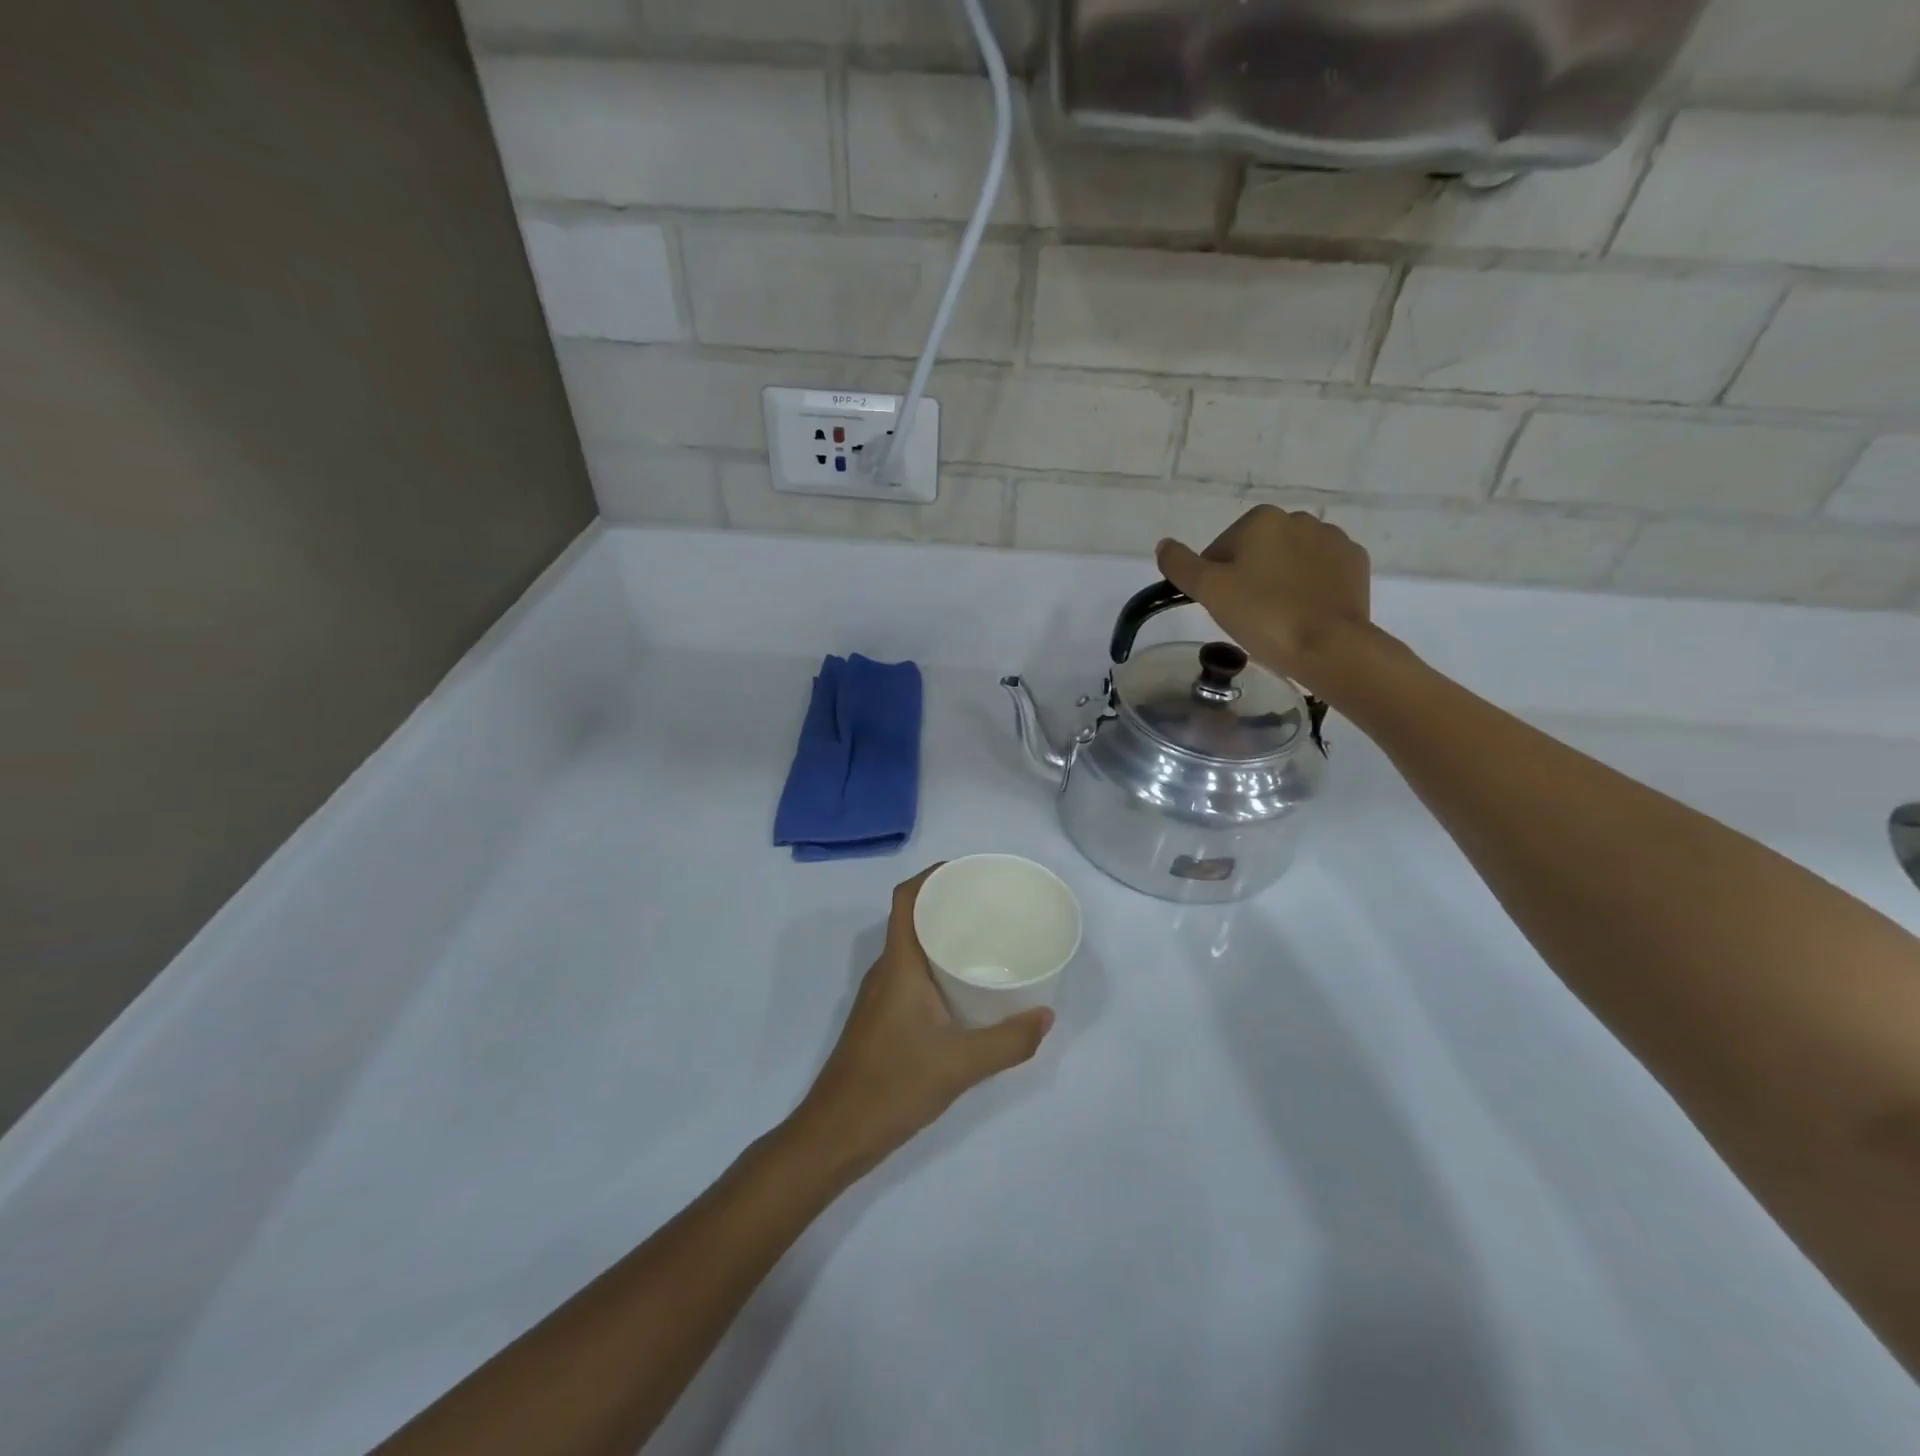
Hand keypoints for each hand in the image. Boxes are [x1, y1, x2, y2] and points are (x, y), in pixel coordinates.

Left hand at [789, 866, 1053, 1179]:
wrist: (835, 1134)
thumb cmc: (892, 1086)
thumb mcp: (960, 1064)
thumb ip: (1008, 1041)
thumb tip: (1047, 1016)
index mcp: (898, 965)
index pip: (906, 899)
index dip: (932, 875)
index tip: (969, 871)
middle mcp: (886, 971)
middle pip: (912, 918)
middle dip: (948, 903)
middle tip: (992, 904)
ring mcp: (881, 996)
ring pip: (912, 948)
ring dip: (942, 935)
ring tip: (986, 938)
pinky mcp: (882, 1018)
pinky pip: (911, 973)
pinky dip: (937, 965)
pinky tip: (965, 986)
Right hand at [1155, 506, 1377, 697]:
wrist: (1330, 646)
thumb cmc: (1263, 616)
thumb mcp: (1209, 591)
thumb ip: (1180, 565)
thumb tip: (1164, 545)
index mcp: (1261, 520)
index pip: (1220, 550)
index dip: (1215, 581)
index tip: (1222, 608)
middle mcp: (1299, 519)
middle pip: (1256, 552)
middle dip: (1249, 578)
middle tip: (1247, 616)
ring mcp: (1333, 540)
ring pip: (1289, 561)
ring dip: (1279, 582)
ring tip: (1279, 618)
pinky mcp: (1355, 564)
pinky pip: (1320, 572)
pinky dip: (1310, 588)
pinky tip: (1305, 613)